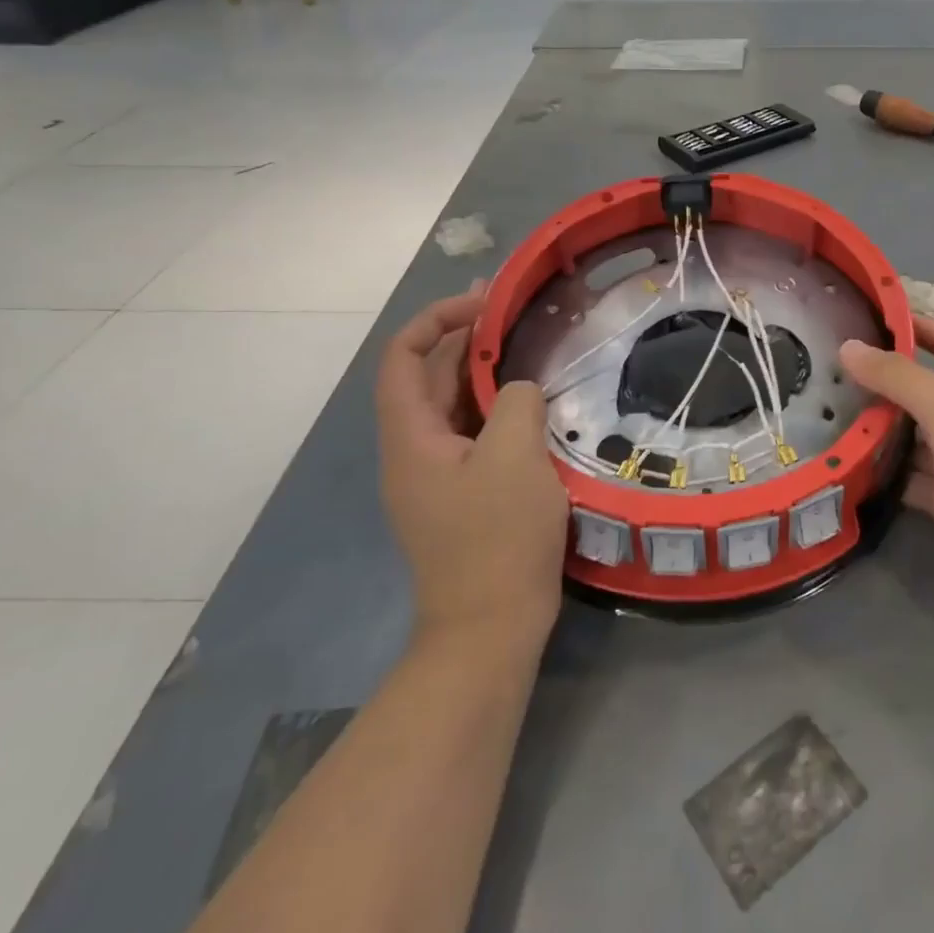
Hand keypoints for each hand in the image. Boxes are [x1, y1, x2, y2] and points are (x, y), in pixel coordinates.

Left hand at [376, 286, 568, 640]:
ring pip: (452, 406)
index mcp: (411, 438)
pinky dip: (494, 407)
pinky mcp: (461, 495)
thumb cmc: (498, 538)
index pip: (404, 357)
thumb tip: (518, 391)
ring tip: (524, 348)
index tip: (485, 304)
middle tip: (510, 312)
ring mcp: (436, 476)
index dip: (437, 319)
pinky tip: (530, 403)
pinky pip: (471, 434)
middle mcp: (413, 451)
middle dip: (463, 339)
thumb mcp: (515, 457)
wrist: (490, 628)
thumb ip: (516, 403)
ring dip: (482, 372)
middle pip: (427, 377)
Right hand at [840, 317, 933, 620]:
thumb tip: (848, 345)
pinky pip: (919, 486)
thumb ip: (897, 376)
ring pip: (918, 443)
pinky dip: (891, 481)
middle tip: (831, 381)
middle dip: (884, 386)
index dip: (915, 325)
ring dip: (882, 436)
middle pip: (925, 394)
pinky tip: (854, 477)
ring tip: (830, 427)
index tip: (870, 317)